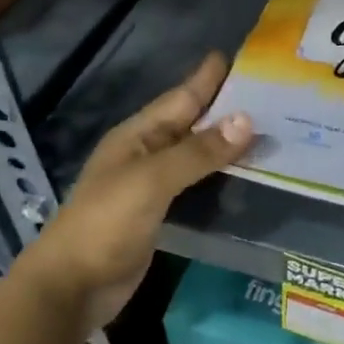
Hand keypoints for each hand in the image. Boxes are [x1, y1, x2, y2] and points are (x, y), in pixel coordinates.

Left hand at [16, 53, 252, 334]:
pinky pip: (197, 184)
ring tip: (268, 131)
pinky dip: (220, 176)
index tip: (240, 57)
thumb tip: (247, 120)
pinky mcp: (161, 214)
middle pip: (191, 123)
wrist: (73, 286)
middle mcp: (145, 154)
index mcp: (137, 136)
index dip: (208, 78)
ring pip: (196, 154)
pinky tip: (246, 174)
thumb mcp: (152, 180)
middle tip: (270, 95)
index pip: (181, 98)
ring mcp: (152, 185)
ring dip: (227, 143)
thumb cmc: (106, 223)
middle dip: (225, 108)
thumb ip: (198, 152)